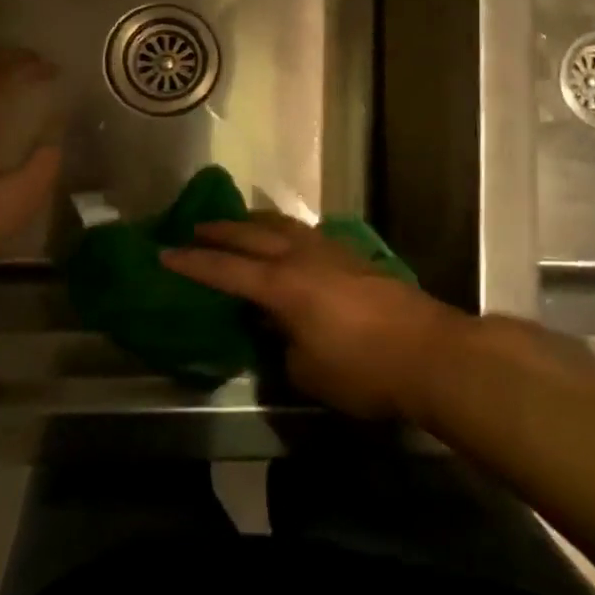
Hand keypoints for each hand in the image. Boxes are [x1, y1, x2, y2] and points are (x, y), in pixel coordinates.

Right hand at [160, 216, 471, 419]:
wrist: (429, 351)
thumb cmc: (363, 369)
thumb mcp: (308, 370)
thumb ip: (283, 344)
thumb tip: (277, 328)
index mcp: (282, 285)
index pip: (226, 270)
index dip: (194, 263)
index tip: (165, 253)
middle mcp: (303, 258)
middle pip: (254, 235)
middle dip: (222, 231)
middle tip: (195, 228)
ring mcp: (332, 253)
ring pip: (285, 227)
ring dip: (258, 224)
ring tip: (242, 224)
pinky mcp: (355, 258)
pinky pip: (309, 236)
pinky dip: (288, 234)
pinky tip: (289, 242)